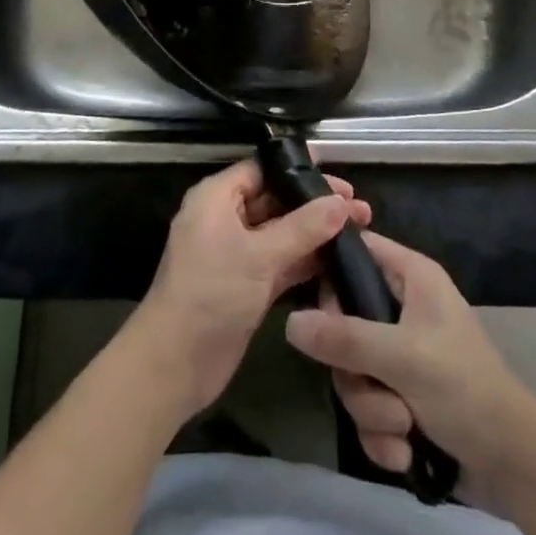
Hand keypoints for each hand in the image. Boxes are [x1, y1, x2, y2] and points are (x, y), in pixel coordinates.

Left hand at [129, 156, 371, 420]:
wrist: (174, 364)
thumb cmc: (211, 293)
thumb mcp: (259, 255)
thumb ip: (304, 228)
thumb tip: (342, 203)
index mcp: (216, 197)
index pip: (263, 170)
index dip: (300, 171)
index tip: (340, 179)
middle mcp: (226, 219)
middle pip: (276, 201)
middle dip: (315, 204)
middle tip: (360, 209)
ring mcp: (237, 254)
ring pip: (282, 234)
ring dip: (316, 234)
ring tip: (361, 231)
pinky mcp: (247, 285)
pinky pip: (281, 263)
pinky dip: (306, 262)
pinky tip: (340, 262)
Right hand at [285, 232, 535, 489]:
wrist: (515, 468)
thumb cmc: (465, 389)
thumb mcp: (403, 358)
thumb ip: (345, 339)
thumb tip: (289, 322)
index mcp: (411, 277)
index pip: (358, 250)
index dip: (332, 271)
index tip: (316, 305)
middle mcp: (401, 308)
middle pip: (344, 324)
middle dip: (356, 372)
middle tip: (377, 388)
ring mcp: (399, 355)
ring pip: (352, 373)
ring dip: (373, 410)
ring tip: (404, 426)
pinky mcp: (400, 398)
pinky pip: (367, 409)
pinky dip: (382, 435)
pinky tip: (406, 452)